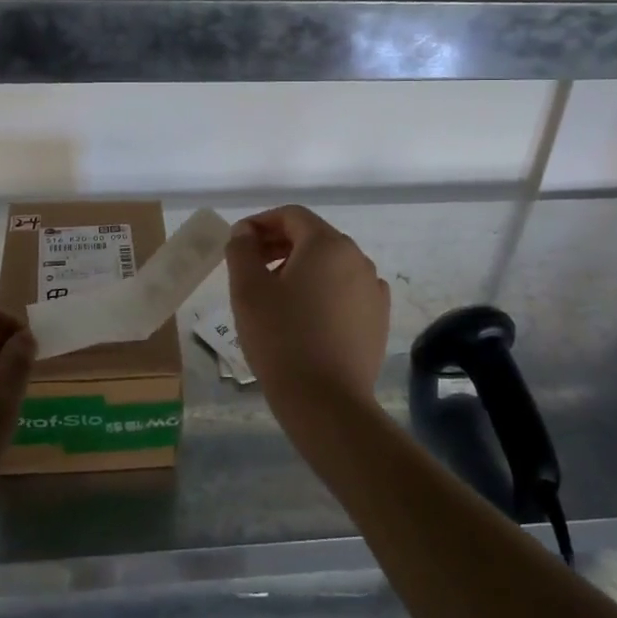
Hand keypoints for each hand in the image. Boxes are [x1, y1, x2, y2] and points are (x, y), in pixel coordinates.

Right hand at [226, 206, 389, 415]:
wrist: (326, 402)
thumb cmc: (281, 338)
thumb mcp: (247, 290)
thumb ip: (242, 250)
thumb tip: (245, 232)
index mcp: (327, 244)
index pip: (292, 216)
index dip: (261, 223)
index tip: (238, 242)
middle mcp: (357, 258)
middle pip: (313, 237)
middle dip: (279, 244)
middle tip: (250, 266)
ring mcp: (373, 289)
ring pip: (330, 264)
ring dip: (300, 268)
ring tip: (274, 294)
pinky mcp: (378, 317)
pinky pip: (346, 290)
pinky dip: (323, 291)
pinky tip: (306, 315)